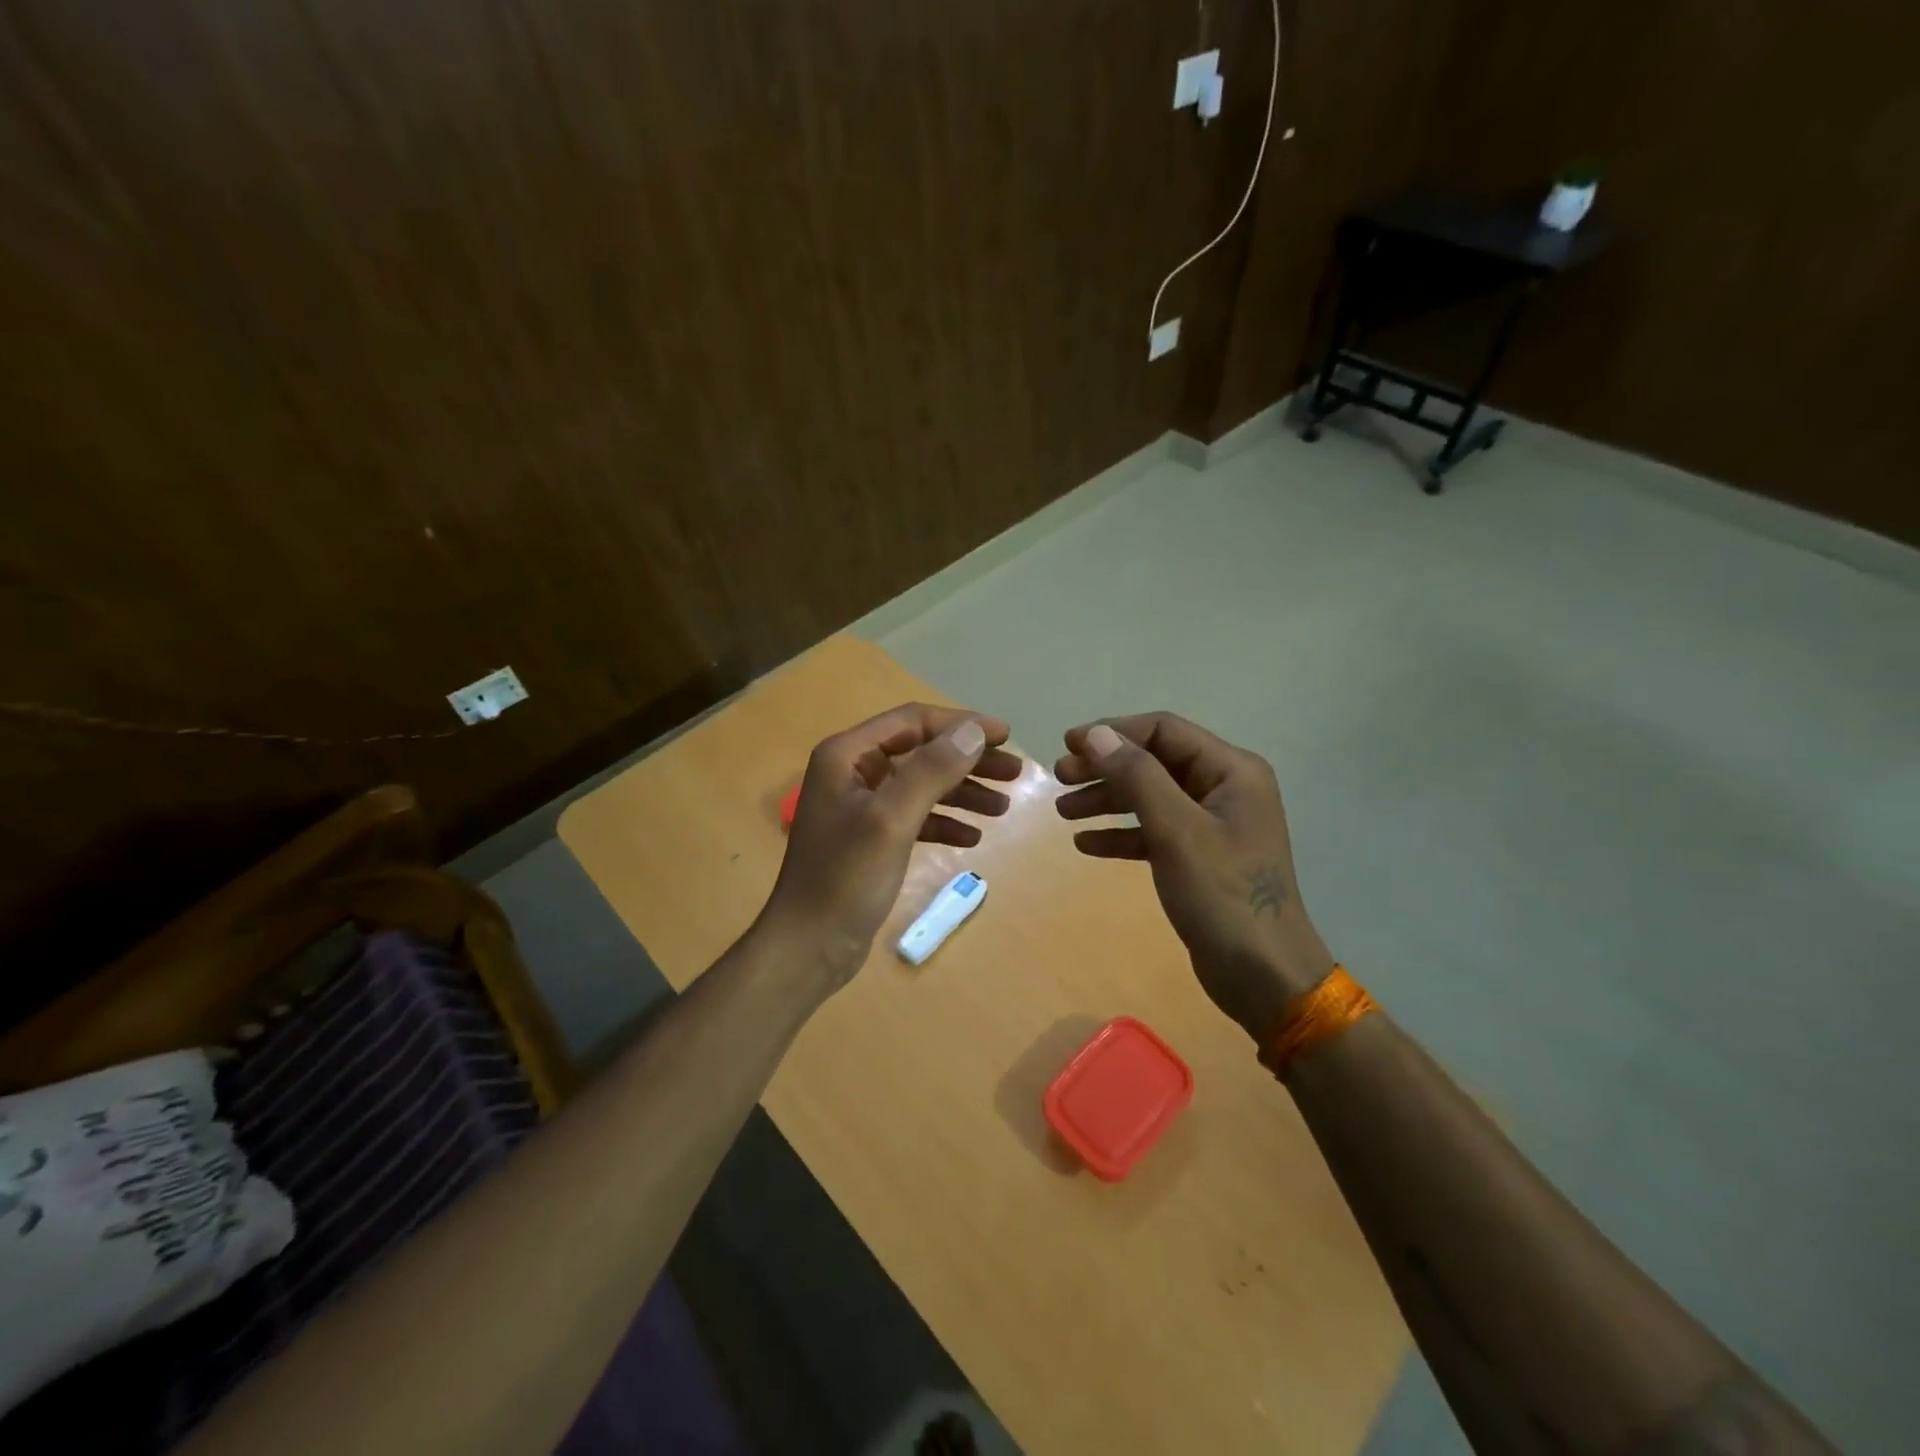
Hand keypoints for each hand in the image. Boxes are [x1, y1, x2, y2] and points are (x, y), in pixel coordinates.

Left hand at [763, 703, 1022, 987]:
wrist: (808, 946)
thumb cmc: (845, 878)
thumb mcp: (892, 819)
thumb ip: (932, 770)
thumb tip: (974, 731)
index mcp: (847, 755)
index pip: (913, 721)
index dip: (961, 724)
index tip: (1006, 735)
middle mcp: (852, 772)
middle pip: (921, 752)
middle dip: (968, 760)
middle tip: (1015, 772)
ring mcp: (861, 807)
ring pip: (922, 786)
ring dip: (962, 792)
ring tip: (1004, 806)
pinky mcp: (871, 839)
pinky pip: (915, 818)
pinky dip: (944, 823)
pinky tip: (972, 838)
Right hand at [1055, 713, 1334, 1040]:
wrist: (1264, 976)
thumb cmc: (1223, 896)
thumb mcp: (1177, 831)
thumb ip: (1137, 777)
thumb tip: (1097, 734)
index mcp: (1232, 770)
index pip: (1164, 730)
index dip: (1114, 732)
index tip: (1067, 745)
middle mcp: (1224, 788)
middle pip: (1154, 762)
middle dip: (1105, 767)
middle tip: (1059, 779)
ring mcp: (1212, 824)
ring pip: (1150, 797)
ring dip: (1106, 800)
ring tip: (1062, 813)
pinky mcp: (1199, 857)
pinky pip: (1153, 832)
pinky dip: (1121, 834)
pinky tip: (1086, 844)